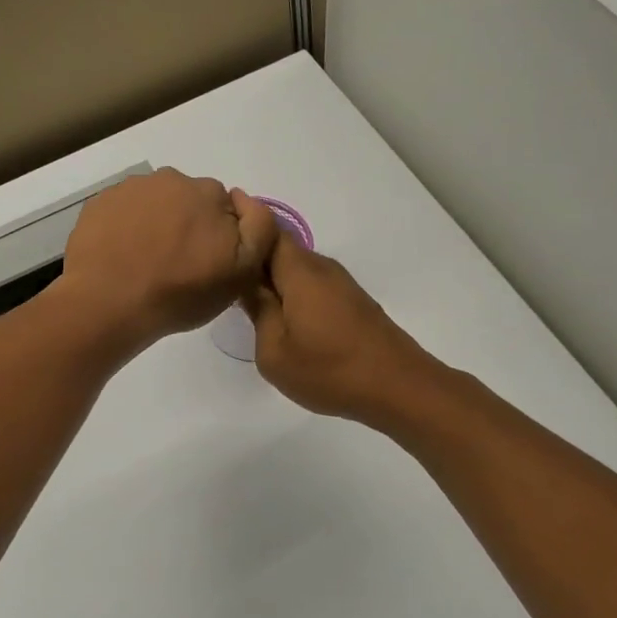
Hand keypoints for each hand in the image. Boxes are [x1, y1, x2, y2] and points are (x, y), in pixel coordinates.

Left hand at [57, 168, 278, 355]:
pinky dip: (126, 228)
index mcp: (208, 192)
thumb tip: (246, 202)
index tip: (209, 262)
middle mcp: (171, 179)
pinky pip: (123, 211)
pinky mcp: (100, 203)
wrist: (109, 302)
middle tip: (178, 265)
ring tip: (147, 263)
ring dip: (156, 224)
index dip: (221, 236)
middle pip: (188, 201)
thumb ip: (259, 228)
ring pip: (154, 203)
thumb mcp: (241, 270)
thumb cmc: (180, 291)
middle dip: (188, 225)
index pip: (225, 208)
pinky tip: (122, 256)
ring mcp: (131, 188)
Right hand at [242, 226, 437, 428]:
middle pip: (281, 249)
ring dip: (275, 281)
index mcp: (299, 271)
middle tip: (226, 284)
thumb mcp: (274, 351)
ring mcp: (341, 284)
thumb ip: (258, 311)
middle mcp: (321, 267)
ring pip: (298, 270)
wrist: (398, 387)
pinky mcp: (353, 302)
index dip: (241, 231)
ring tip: (251, 306)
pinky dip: (294, 295)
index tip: (218, 248)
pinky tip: (286, 321)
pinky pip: (313, 286)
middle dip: (254, 260)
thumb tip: (247, 285)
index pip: (265, 230)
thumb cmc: (329, 370)